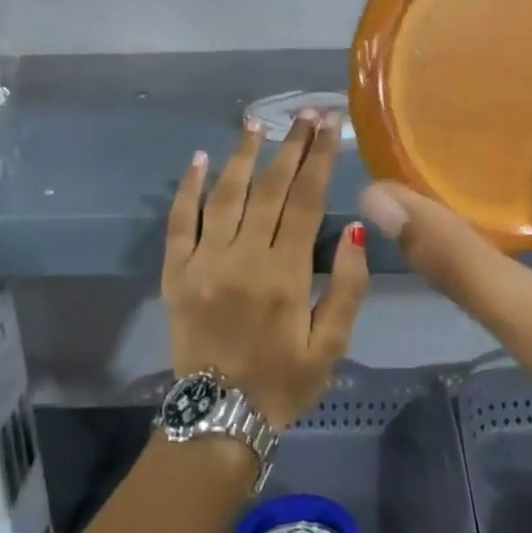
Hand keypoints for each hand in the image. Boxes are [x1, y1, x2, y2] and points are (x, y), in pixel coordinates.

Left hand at [164, 112, 368, 428]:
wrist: (218, 418)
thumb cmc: (284, 382)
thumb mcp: (331, 345)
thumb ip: (346, 288)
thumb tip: (355, 231)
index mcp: (285, 275)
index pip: (307, 201)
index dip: (320, 158)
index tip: (330, 125)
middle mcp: (242, 259)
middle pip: (270, 189)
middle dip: (291, 146)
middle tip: (305, 113)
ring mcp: (203, 263)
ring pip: (225, 196)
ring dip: (242, 156)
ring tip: (257, 123)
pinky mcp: (176, 274)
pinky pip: (178, 223)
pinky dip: (188, 189)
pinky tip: (199, 160)